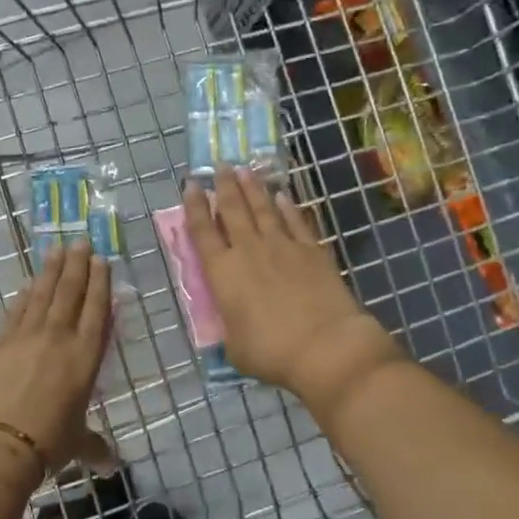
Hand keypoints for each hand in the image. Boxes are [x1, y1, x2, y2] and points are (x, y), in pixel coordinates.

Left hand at [0, 242, 110, 472]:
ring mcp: (25, 337)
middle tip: (80, 242)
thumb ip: (94, 446)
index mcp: (84, 357)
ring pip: (41, 295)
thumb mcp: (77, 443)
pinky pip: (15, 312)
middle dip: (76, 266)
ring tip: (56, 249)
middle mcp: (58, 338)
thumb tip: (110, 465)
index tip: (101, 260)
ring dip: (50, 271)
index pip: (96, 311)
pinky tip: (27, 285)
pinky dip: (23, 296)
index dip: (99, 284)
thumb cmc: (47, 444)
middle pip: (69, 293)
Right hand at [182, 168, 398, 407]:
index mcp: (223, 273)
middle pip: (233, 210)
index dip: (195, 207)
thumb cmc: (271, 352)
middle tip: (220, 166)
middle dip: (225, 186)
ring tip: (245, 170)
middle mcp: (249, 251)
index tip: (192, 185)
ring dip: (253, 188)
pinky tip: (283, 196)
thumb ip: (230, 327)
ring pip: (263, 209)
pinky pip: (297, 221)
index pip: (202, 232)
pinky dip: (288, 207)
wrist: (326, 346)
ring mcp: (283, 247)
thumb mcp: (235, 346)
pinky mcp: (313, 251)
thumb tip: (234, 322)